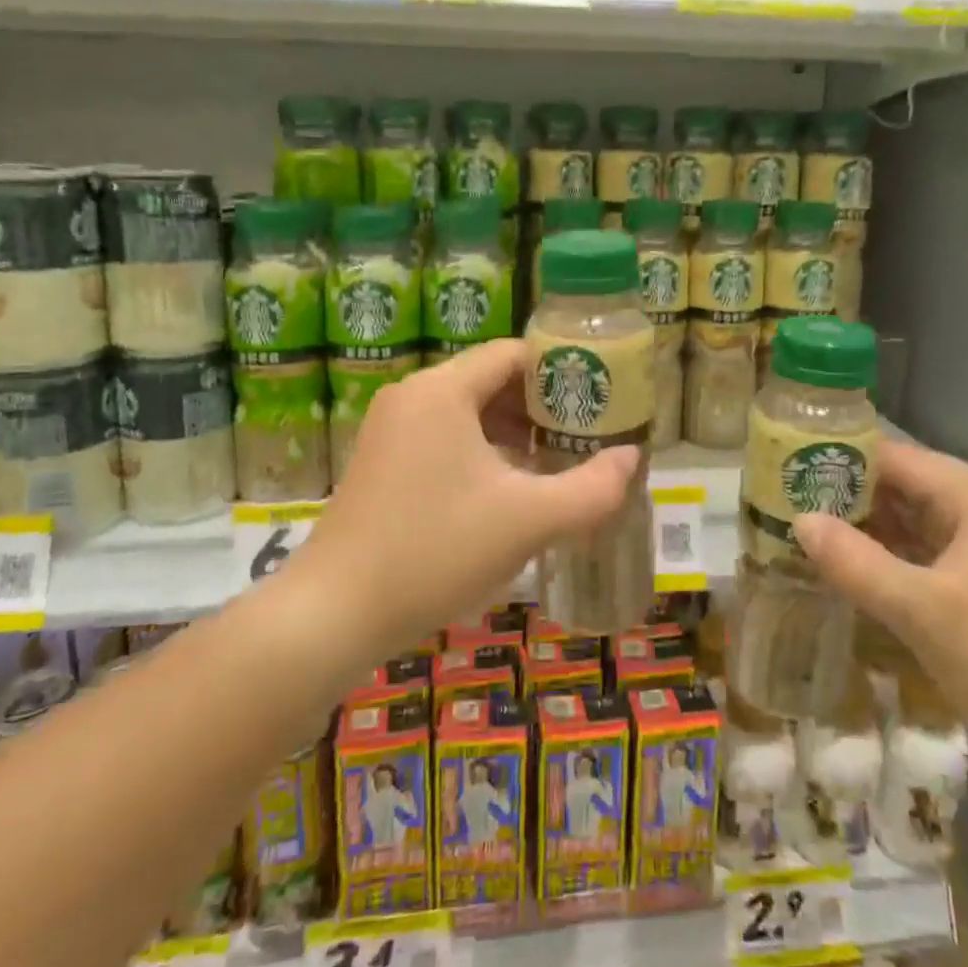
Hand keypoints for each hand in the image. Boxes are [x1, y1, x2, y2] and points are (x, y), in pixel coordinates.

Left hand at [283, 340, 637, 660]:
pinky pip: (445, 438)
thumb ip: (593, 488)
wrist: (334, 613)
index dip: (562, 371)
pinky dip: (483, 452)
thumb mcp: (528, 521)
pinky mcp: (382, 462)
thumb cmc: (435, 552)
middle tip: (586, 437)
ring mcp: (391, 429)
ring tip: (557, 465)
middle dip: (543, 408)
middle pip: (492, 380)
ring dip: (514, 433)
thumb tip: (633, 458)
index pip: (515, 354)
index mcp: (443, 390)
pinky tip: (509, 491)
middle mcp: (413, 396)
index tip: (600, 400)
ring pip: (469, 412)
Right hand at [795, 442, 967, 746]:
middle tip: (788, 506)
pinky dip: (891, 554)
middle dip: (848, 496)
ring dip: (867, 527)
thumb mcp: (921, 609)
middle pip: (903, 484)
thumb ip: (856, 562)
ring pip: (914, 518)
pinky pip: (928, 548)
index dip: (840, 461)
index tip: (789, 473)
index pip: (894, 458)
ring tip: (807, 532)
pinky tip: (852, 567)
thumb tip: (799, 522)